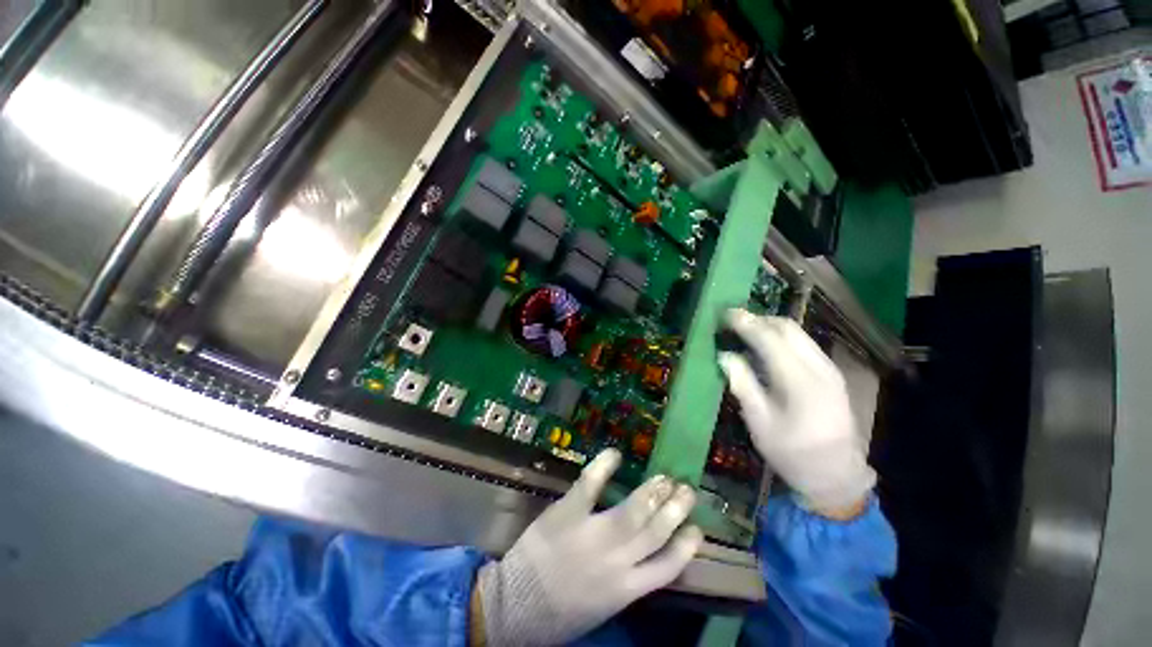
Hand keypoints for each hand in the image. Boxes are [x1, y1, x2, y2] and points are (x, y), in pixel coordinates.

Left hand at [475, 449, 702, 645]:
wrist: (516, 605)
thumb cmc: (560, 611)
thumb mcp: (603, 606)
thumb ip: (627, 582)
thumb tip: (646, 557)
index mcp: (626, 590)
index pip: (667, 567)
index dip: (685, 547)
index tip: (696, 529)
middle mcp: (617, 562)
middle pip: (655, 532)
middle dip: (674, 509)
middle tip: (686, 490)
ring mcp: (593, 534)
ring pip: (633, 510)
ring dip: (652, 492)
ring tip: (666, 477)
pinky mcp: (569, 512)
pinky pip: (590, 485)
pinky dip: (603, 467)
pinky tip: (615, 453)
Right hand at [718, 309, 874, 516]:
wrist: (836, 474)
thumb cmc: (792, 452)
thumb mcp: (760, 423)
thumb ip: (743, 385)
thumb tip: (725, 356)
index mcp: (799, 381)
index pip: (770, 339)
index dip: (746, 323)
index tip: (726, 314)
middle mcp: (819, 368)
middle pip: (788, 328)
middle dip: (759, 320)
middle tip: (733, 322)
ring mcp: (829, 370)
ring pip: (798, 334)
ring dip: (770, 327)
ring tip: (746, 332)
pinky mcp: (831, 375)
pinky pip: (804, 344)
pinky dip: (782, 338)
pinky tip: (766, 349)